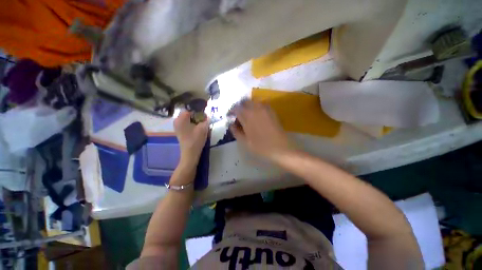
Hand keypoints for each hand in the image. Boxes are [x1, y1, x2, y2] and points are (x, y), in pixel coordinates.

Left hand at [174, 111, 208, 167]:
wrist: (190, 154)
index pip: (190, 109)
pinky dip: (192, 124)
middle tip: (204, 119)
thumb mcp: (203, 128)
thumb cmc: (196, 140)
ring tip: (202, 124)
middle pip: (188, 114)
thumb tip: (207, 116)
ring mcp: (177, 126)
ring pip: (188, 119)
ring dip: (195, 120)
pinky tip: (197, 128)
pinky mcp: (179, 131)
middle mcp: (177, 121)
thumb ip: (205, 120)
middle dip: (197, 115)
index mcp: (181, 119)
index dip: (198, 110)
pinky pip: (186, 123)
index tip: (204, 114)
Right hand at [230, 100, 293, 160]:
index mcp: (247, 116)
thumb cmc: (261, 146)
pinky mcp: (272, 111)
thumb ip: (236, 131)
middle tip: (238, 116)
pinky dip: (256, 107)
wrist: (281, 148)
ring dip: (248, 106)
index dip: (231, 112)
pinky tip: (257, 116)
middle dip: (239, 107)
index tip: (230, 117)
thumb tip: (231, 124)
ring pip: (253, 102)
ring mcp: (265, 108)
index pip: (236, 108)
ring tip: (247, 116)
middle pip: (244, 102)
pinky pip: (261, 104)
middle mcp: (256, 108)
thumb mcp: (245, 142)